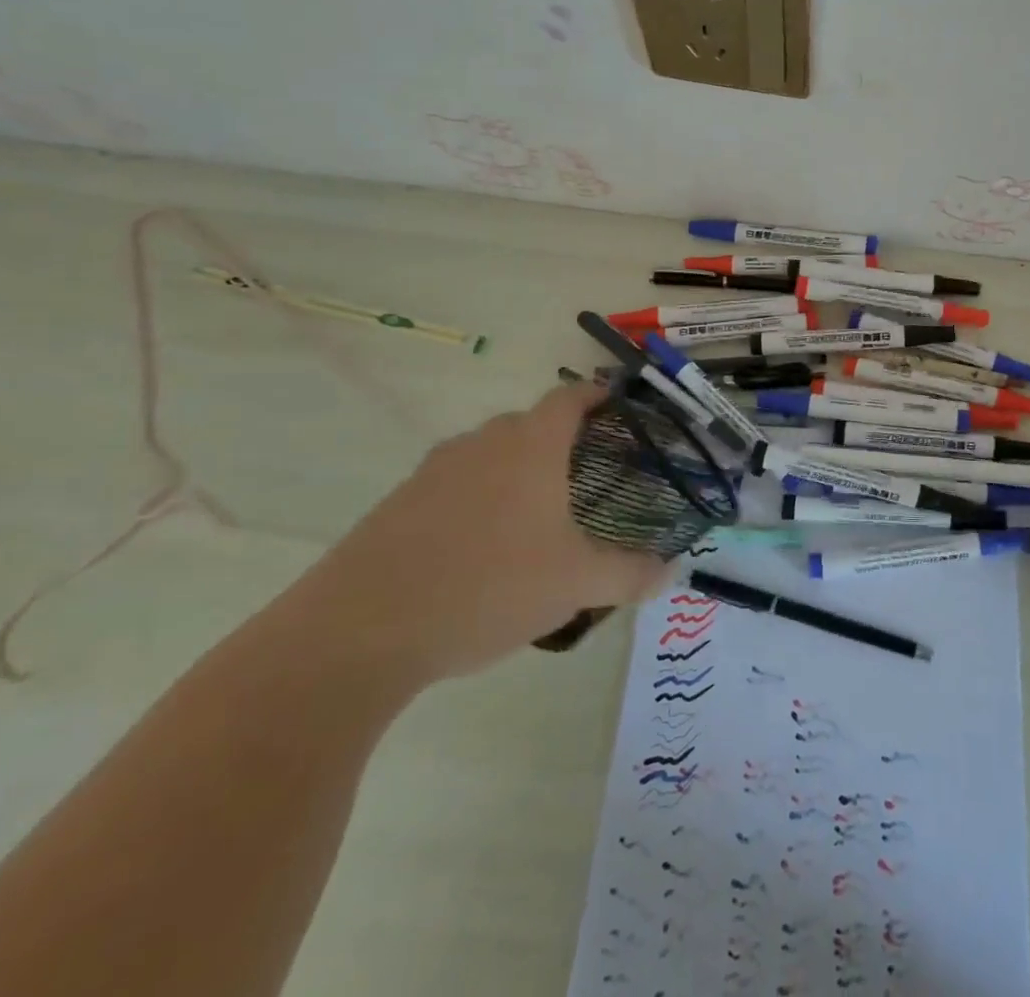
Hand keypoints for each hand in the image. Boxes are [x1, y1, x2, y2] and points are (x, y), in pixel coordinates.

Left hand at [292, 384, 668, 688]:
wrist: (356, 633)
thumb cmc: (487, 587)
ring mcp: (432, 472)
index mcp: (530, 446)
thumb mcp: (576, 585)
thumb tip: (674, 573)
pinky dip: (478, 500)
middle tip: (589, 475)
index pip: (570, 398)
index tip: (619, 408)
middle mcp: (481, 444)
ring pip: (488, 455)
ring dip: (517, 471)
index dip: (597, 396)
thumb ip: (631, 574)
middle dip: (561, 440)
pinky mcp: (396, 505)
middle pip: (529, 424)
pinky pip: (453, 486)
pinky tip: (483, 549)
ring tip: (538, 515)